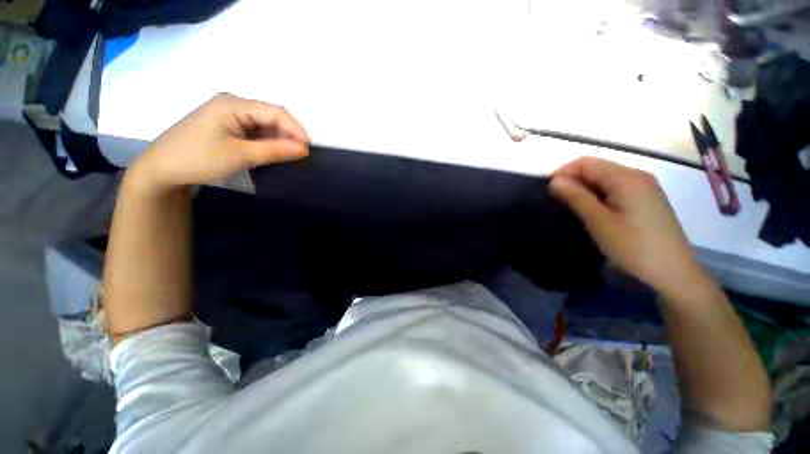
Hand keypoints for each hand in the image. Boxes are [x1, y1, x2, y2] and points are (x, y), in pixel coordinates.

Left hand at [128, 93, 308, 189]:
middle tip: (302, 156)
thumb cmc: (198, 158)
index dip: (296, 129)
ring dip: (279, 141)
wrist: (161, 171)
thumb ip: (275, 150)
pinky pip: (255, 134)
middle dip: (289, 136)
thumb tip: (304, 149)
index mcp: (234, 104)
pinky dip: (268, 145)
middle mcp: (234, 106)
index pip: (275, 111)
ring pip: (264, 127)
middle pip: (271, 117)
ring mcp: (230, 118)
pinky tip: (275, 155)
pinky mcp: (228, 130)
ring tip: (292, 157)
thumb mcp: (241, 155)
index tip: (309, 149)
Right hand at [550, 157, 699, 293]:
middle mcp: (637, 175)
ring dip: (584, 189)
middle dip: (572, 181)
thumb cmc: (633, 247)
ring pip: (604, 178)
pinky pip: (615, 188)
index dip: (563, 173)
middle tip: (557, 202)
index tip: (548, 193)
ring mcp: (644, 187)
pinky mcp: (646, 199)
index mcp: (626, 178)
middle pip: (596, 168)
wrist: (673, 273)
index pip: (585, 162)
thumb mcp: (599, 222)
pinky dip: (598, 195)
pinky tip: (592, 211)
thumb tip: (554, 181)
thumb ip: (576, 197)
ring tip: (571, 208)